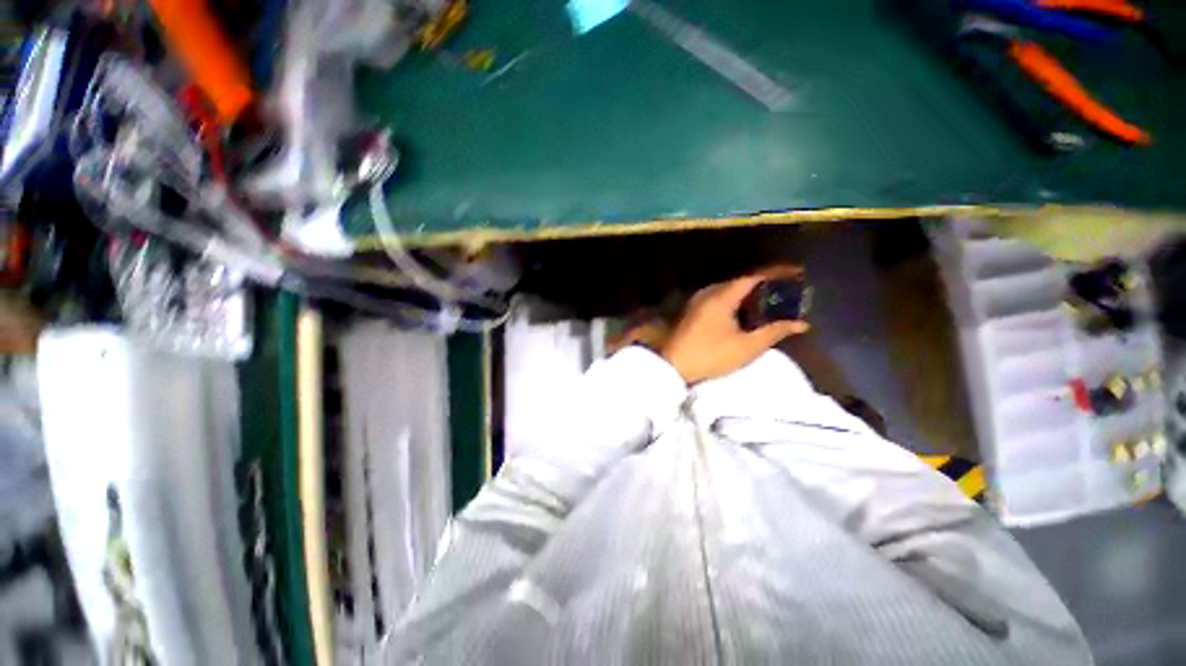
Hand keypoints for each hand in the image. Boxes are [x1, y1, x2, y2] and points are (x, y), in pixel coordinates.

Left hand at [660, 267, 809, 384]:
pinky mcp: (693, 311)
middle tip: (787, 287)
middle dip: (765, 282)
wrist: (672, 366)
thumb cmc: (710, 356)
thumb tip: (800, 323)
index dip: (777, 272)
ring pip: (729, 289)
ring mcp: (698, 301)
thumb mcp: (746, 347)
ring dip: (750, 291)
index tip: (797, 272)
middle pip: (741, 281)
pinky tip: (746, 311)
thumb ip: (774, 332)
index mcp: (722, 296)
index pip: (754, 277)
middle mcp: (708, 293)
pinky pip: (720, 298)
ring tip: (770, 298)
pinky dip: (737, 300)